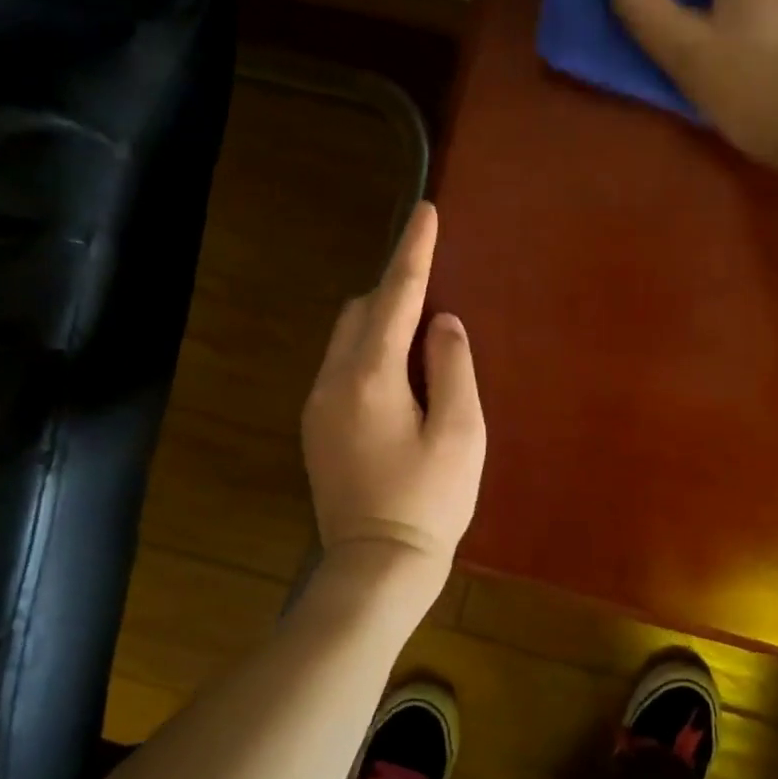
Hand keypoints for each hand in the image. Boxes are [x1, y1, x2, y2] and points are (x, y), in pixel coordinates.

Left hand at [302, 202, 485, 574]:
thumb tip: (441, 322)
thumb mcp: (460, 432)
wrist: (376, 566)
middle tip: (435, 289)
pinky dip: (369, 351)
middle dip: (395, 289)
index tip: (426, 212)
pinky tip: (399, 377)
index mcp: (370, 376)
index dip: (413, 251)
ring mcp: (318, 405)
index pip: (395, 296)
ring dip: (381, 322)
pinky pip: (342, 366)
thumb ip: (452, 366)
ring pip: (346, 337)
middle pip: (360, 310)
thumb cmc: (429, 501)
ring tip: (421, 337)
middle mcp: (332, 380)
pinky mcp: (317, 428)